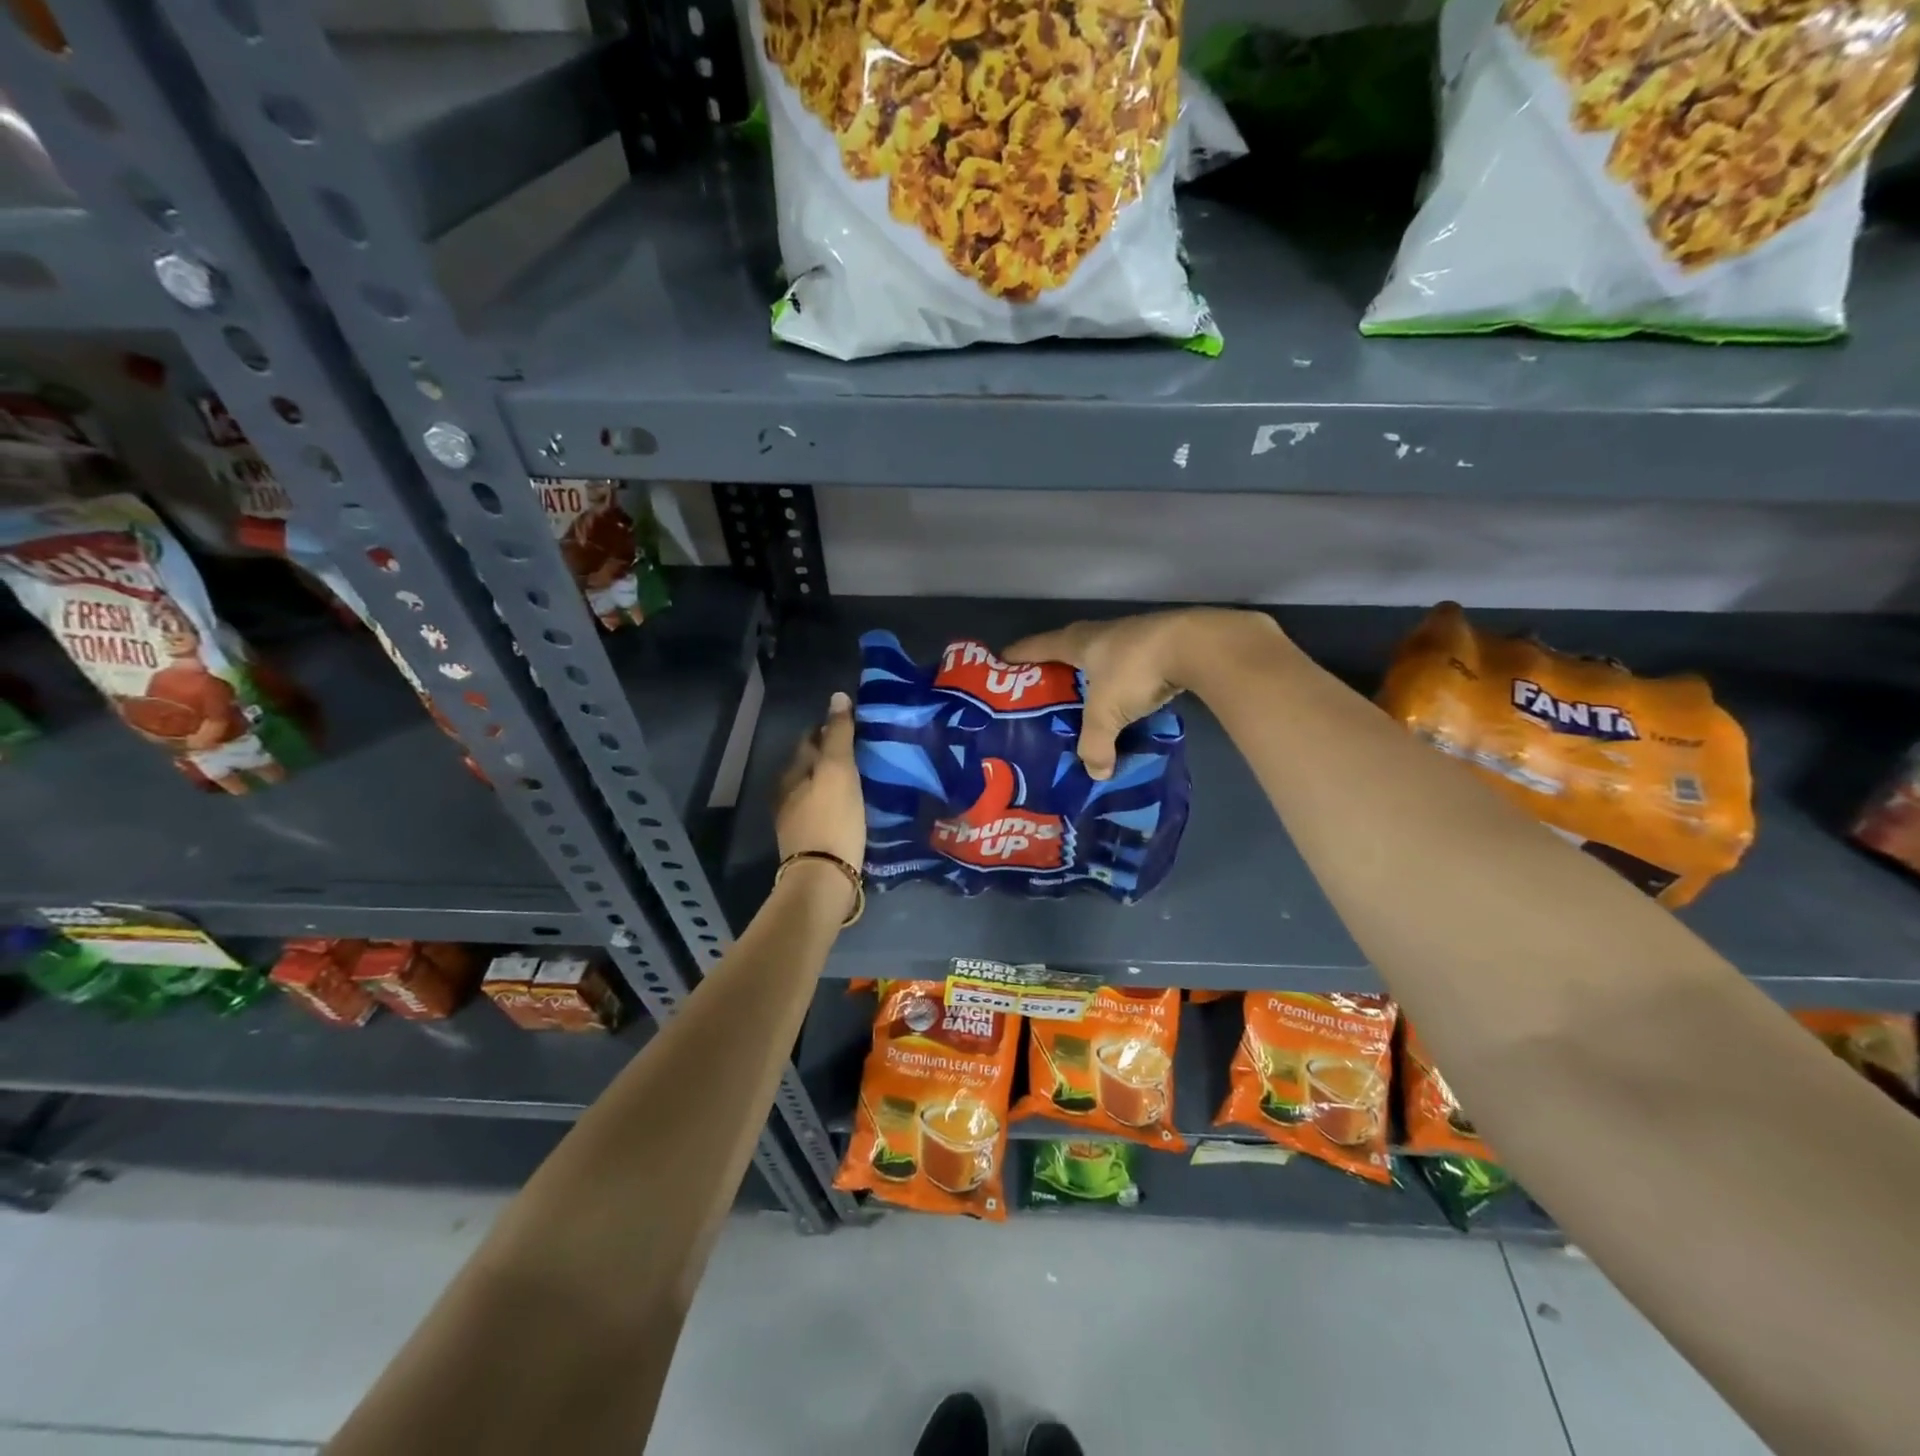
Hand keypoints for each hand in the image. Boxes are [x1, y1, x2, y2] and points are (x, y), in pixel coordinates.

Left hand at [774, 690, 866, 873]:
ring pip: (817, 789)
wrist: (824, 878)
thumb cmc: (831, 819)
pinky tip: (855, 806)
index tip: (855, 726)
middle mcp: (788, 794)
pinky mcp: (811, 842)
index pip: (809, 739)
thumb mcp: (838, 770)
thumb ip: (838, 734)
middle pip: (811, 765)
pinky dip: (838, 803)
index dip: (829, 729)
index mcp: (792, 773)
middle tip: (864, 750)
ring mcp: (797, 820)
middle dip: (831, 755)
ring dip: (835, 781)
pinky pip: (825, 811)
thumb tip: (837, 696)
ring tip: (864, 777)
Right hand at [1003, 609, 1280, 778]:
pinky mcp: (1159, 647)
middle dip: (1054, 667)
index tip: (1001, 664)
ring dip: (1091, 676)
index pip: (1038, 646)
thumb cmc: (1135, 671)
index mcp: (1078, 642)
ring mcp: (1133, 637)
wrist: (1197, 647)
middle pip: (1068, 647)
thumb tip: (1096, 773)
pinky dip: (1121, 684)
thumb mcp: (1106, 714)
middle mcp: (1101, 634)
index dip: (1018, 655)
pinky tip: (1124, 702)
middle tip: (1041, 690)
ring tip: (1082, 701)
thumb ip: (1095, 745)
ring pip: (1101, 657)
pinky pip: (1129, 668)